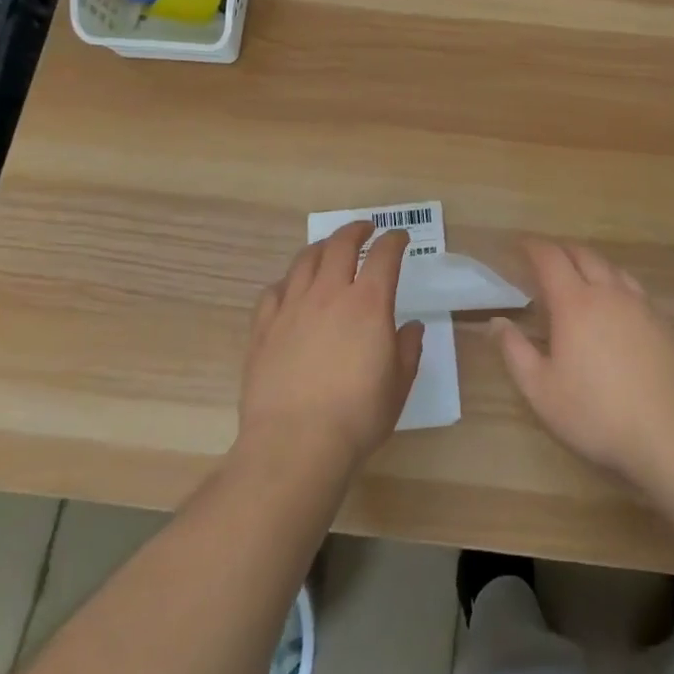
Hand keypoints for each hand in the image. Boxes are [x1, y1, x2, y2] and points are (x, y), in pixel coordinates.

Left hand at [237, 224, 424, 476]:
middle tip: (365, 230)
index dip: (394, 240)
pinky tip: (291, 290)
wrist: (294, 444)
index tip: (399, 238)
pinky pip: (274, 291)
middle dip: (356, 230)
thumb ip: (407, 350)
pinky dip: (288, 282)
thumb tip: (409, 328)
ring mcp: (292, 307)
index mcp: (368, 303)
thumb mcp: (398, 386)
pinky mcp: (264, 327)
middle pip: (340, 244)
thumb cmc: (357, 417)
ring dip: (321, 248)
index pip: (384, 255)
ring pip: (305, 260)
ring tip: (328, 249)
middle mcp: (329, 293)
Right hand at [494, 241, 673, 490]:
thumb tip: (496, 322)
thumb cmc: (599, 414)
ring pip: (613, 269)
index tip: (520, 244)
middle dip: (562, 249)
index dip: (533, 247)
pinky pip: (635, 291)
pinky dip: (617, 286)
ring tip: (580, 275)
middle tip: (547, 257)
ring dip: (592, 264)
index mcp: (575, 303)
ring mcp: (643, 307)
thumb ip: (515, 353)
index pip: (550, 258)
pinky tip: (617, 308)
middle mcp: (609, 293)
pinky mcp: (666, 325)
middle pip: (584, 255)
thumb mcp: (542, 392)